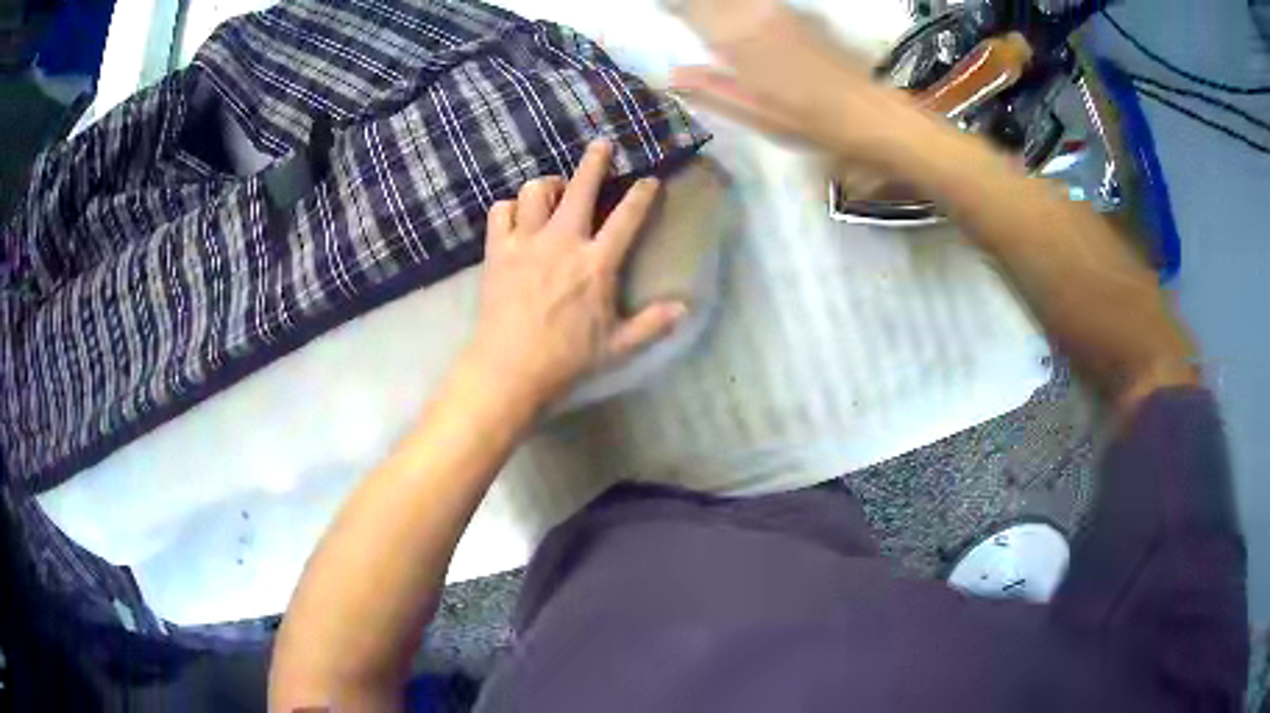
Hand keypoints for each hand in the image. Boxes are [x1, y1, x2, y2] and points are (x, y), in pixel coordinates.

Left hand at [464, 140, 687, 407]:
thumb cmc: (566, 359)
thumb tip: (685, 309)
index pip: (626, 218)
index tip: (649, 179)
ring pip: (537, 191)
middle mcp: (563, 242)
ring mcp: (527, 243)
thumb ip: (652, 325)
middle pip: (580, 187)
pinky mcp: (498, 251)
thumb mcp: (617, 346)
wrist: (509, 367)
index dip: (641, 194)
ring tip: (556, 190)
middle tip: (601, 145)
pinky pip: (501, 211)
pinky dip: (511, 207)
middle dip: (594, 161)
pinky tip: (518, 215)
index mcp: (596, 264)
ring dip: (550, 185)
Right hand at [668, 0, 914, 162]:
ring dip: (718, 7)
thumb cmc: (808, 121)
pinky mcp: (799, 16)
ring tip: (705, 16)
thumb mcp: (754, 113)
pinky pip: (757, 3)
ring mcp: (780, 12)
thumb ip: (711, 88)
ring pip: (738, 1)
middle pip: (714, 0)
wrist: (868, 113)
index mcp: (738, 40)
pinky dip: (743, 8)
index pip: (692, 7)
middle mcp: (756, 15)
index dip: (675, 6)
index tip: (662, 9)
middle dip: (695, 6)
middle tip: (680, 13)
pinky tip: (740, 18)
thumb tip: (672, 74)